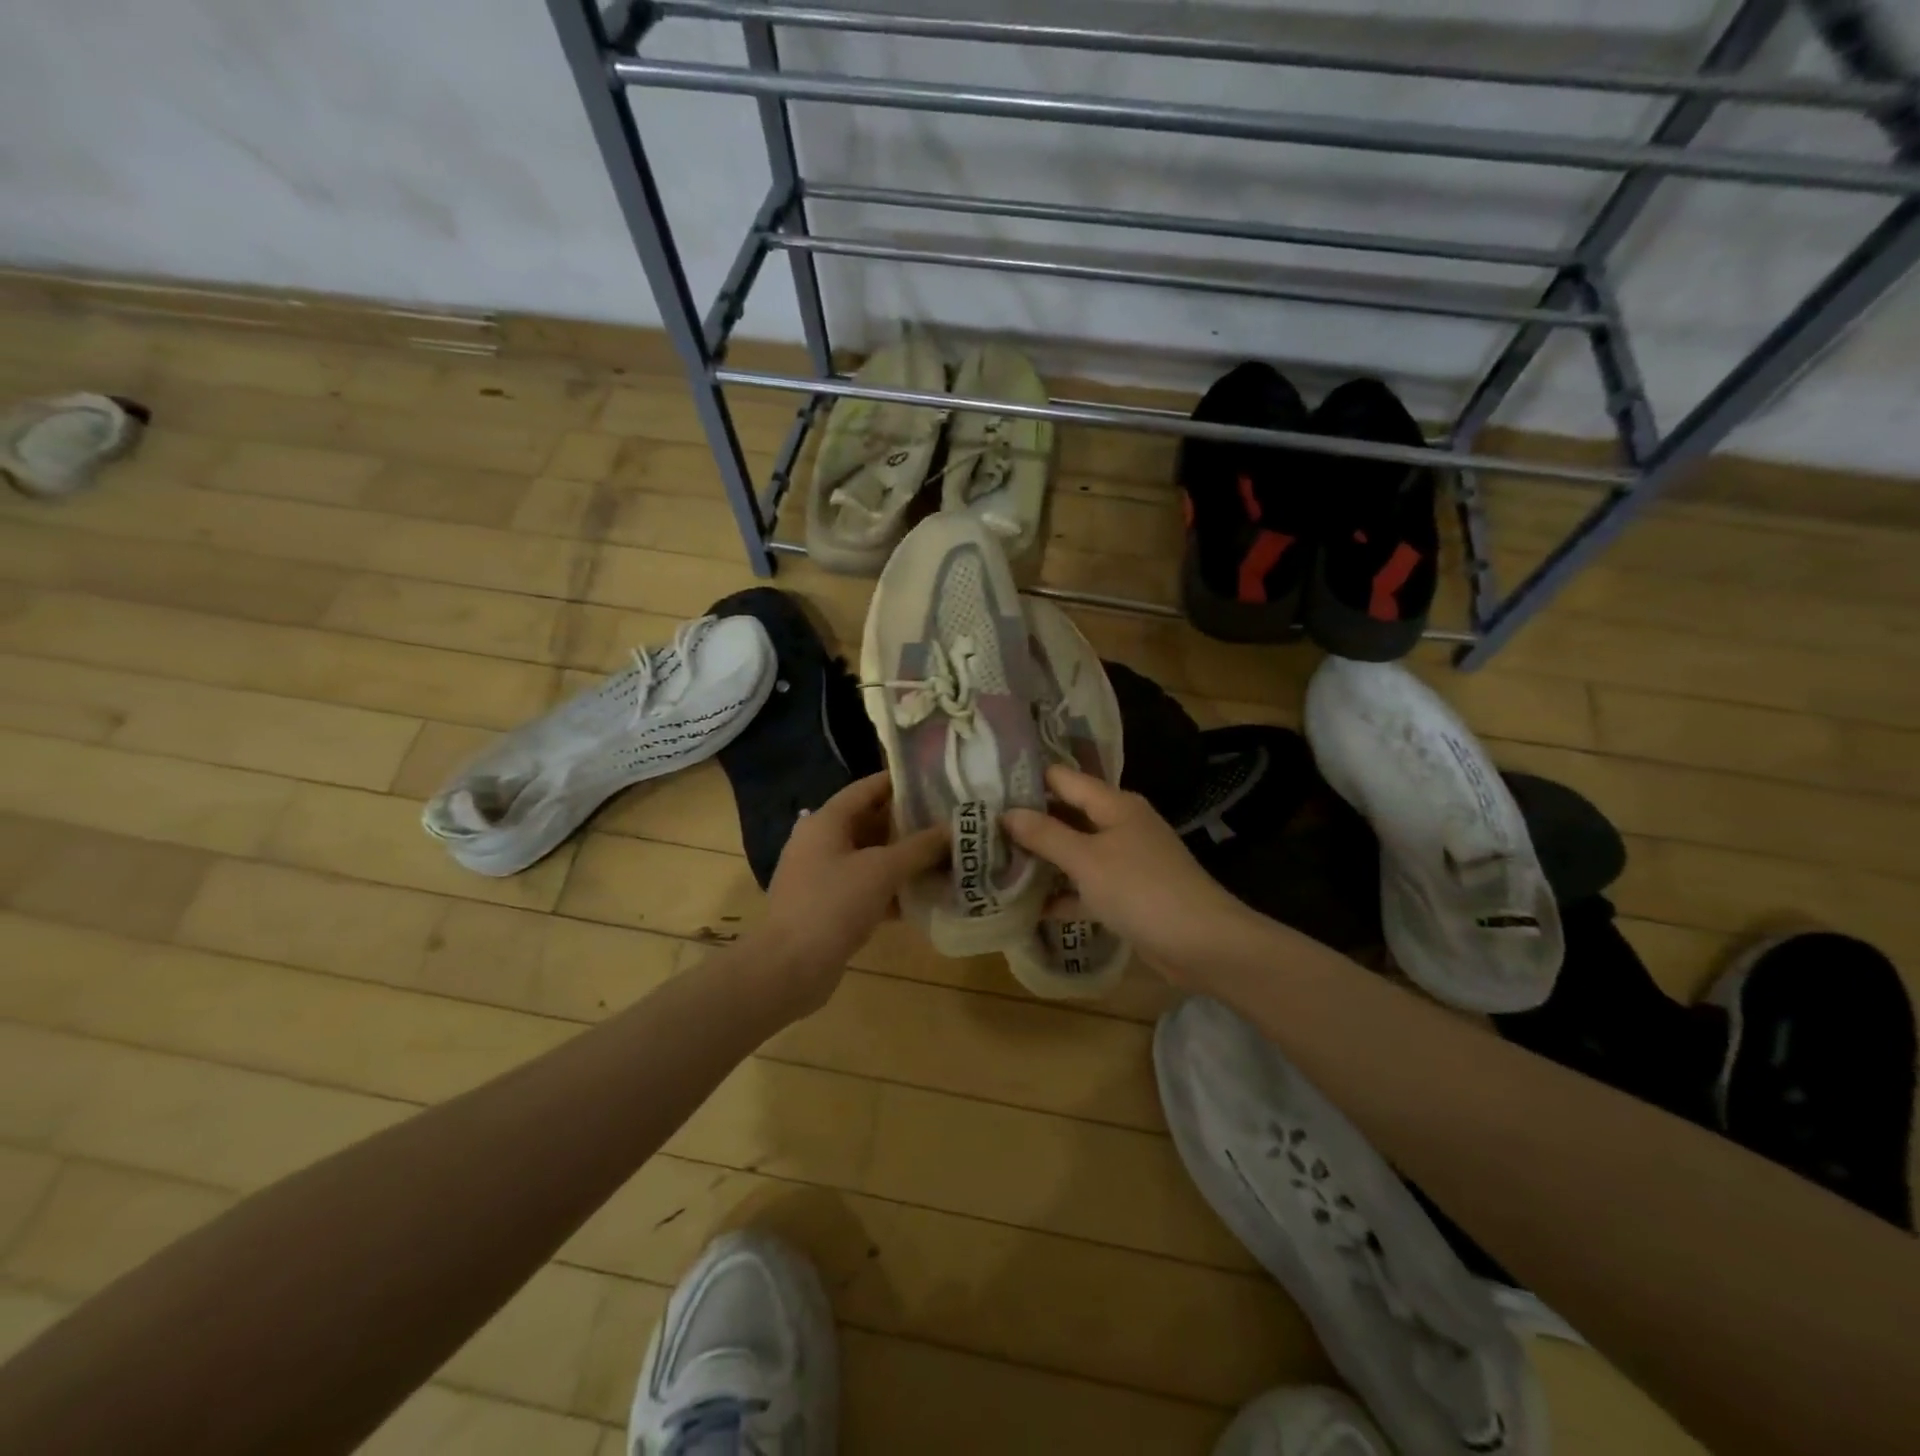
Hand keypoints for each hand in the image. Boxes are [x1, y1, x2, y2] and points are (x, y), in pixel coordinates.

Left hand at [757, 772, 947, 1015]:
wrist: (789, 968)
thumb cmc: (833, 904)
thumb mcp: (882, 870)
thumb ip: (920, 847)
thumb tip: (954, 829)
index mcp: (826, 821)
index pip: (867, 788)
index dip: (900, 782)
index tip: (936, 781)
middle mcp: (821, 842)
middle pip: (870, 822)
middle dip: (908, 823)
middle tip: (948, 821)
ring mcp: (822, 876)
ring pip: (870, 858)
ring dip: (903, 858)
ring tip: (945, 856)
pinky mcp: (828, 907)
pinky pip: (866, 888)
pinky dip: (892, 889)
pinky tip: (924, 896)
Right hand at [1003, 764, 1265, 984]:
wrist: (1203, 944)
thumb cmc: (1142, 890)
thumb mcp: (1087, 859)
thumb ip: (1046, 835)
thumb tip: (1007, 813)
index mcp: (1114, 804)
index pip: (1063, 779)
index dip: (1027, 781)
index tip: (987, 789)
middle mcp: (1119, 825)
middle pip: (1067, 815)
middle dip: (1029, 823)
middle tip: (982, 830)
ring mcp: (1125, 861)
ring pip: (1074, 852)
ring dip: (1043, 860)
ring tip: (996, 863)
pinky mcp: (1127, 894)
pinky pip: (1086, 886)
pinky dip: (1063, 894)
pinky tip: (1030, 906)